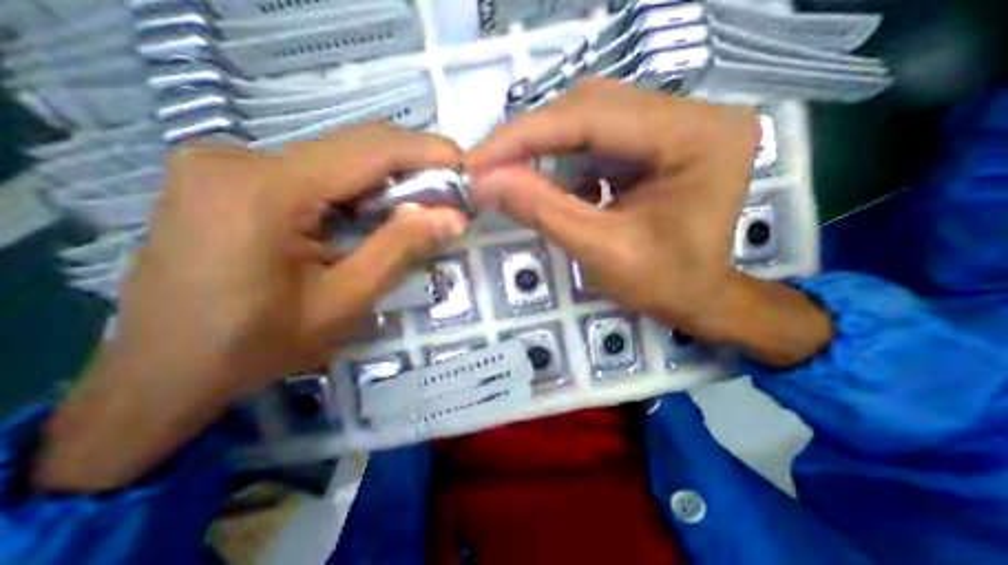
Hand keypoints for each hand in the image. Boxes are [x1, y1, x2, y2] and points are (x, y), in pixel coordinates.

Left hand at [32, 126, 469, 492]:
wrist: (163, 374)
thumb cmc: (257, 346)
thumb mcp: (345, 301)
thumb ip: (400, 249)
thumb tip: (453, 217)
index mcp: (264, 190)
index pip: (367, 149)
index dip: (424, 150)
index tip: (463, 161)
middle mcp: (237, 158)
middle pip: (350, 149)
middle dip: (408, 166)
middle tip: (447, 192)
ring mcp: (224, 164)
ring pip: (333, 160)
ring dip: (382, 182)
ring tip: (417, 209)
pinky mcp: (227, 179)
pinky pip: (311, 173)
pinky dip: (353, 191)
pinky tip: (371, 216)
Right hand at [470, 79, 831, 365]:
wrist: (698, 298)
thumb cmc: (662, 284)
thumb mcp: (598, 250)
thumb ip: (541, 210)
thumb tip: (483, 182)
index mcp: (695, 137)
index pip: (593, 117)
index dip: (525, 136)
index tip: (476, 161)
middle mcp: (694, 114)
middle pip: (591, 107)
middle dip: (531, 139)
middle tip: (487, 166)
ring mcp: (678, 123)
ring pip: (590, 117)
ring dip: (544, 145)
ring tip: (510, 171)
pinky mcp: (660, 139)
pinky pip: (600, 136)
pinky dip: (565, 156)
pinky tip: (549, 179)